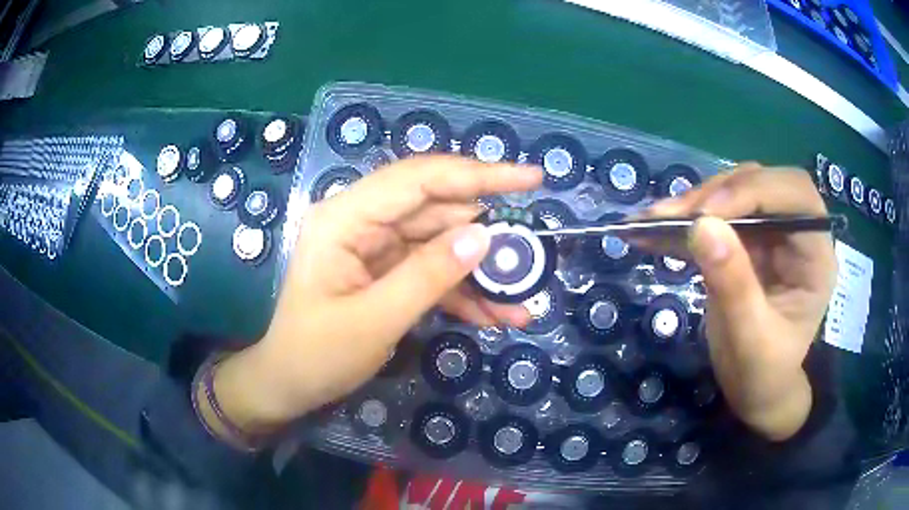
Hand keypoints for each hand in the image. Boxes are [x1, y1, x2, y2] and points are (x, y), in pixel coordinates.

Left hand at [212, 156, 542, 431]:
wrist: (288, 384)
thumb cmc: (316, 355)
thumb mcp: (374, 321)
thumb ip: (429, 276)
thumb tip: (485, 236)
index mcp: (346, 217)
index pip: (420, 178)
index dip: (479, 174)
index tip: (531, 179)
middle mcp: (361, 220)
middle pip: (436, 207)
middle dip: (487, 232)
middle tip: (532, 254)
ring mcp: (375, 245)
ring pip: (440, 242)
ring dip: (479, 271)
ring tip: (519, 300)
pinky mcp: (385, 270)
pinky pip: (431, 269)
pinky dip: (462, 291)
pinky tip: (493, 315)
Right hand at [641, 164, 836, 440]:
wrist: (756, 391)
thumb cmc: (763, 373)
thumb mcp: (750, 340)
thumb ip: (733, 285)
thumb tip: (701, 226)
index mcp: (816, 255)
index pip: (795, 195)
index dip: (754, 191)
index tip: (706, 214)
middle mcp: (797, 233)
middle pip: (762, 184)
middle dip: (717, 194)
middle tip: (672, 216)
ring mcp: (771, 233)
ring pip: (735, 192)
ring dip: (695, 203)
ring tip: (653, 222)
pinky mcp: (747, 240)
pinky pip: (716, 216)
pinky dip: (685, 220)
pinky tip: (652, 229)